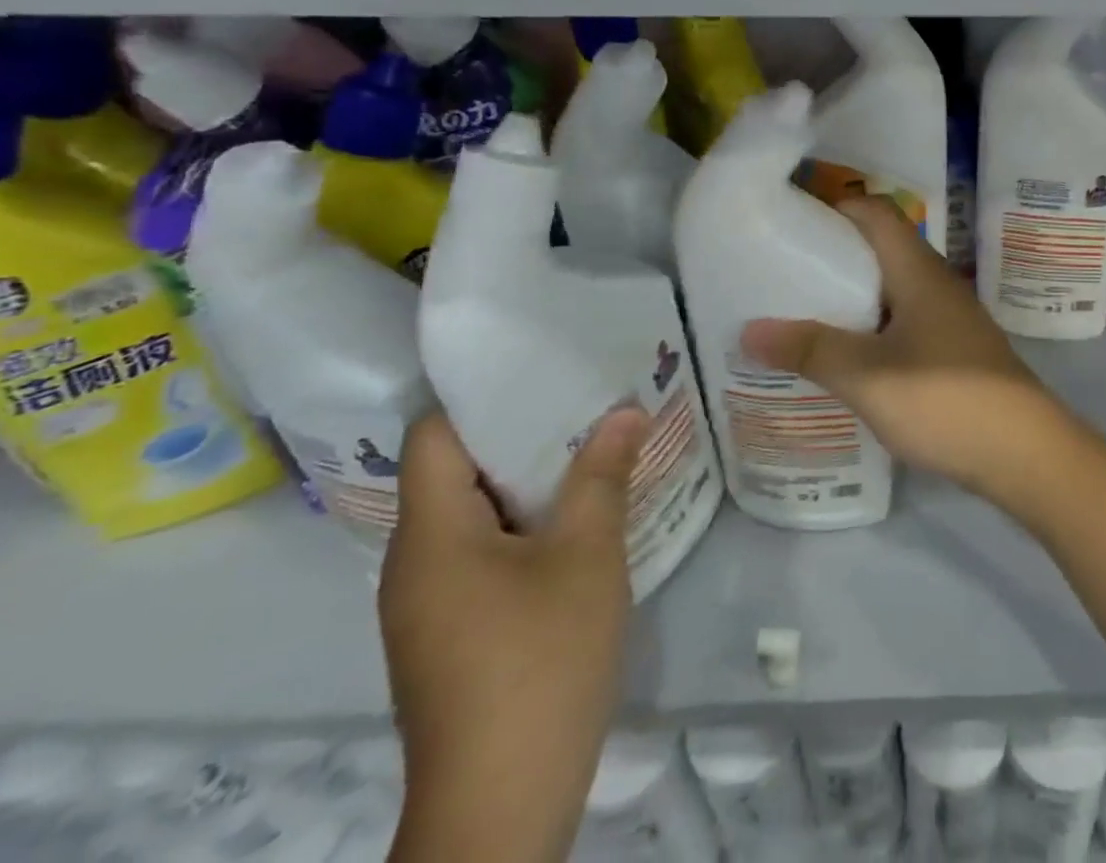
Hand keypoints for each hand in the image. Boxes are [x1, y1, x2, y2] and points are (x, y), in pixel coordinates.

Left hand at [379, 408, 645, 862]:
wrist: (502, 805)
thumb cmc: (540, 662)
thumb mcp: (587, 557)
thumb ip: (602, 476)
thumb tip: (625, 411)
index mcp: (431, 536)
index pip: (435, 436)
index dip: (482, 397)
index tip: (542, 368)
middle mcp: (414, 563)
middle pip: (454, 471)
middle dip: (522, 433)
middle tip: (587, 400)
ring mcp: (429, 603)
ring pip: (473, 514)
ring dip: (530, 481)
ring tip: (594, 448)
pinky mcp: (450, 632)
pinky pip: (482, 552)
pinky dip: (525, 524)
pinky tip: (579, 519)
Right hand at [742, 197, 1071, 498]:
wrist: (1025, 452)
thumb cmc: (946, 400)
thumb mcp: (868, 377)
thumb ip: (811, 350)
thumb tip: (749, 329)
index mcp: (918, 270)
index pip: (876, 212)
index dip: (835, 208)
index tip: (790, 223)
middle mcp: (936, 282)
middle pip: (881, 248)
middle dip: (833, 256)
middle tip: (782, 275)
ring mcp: (949, 316)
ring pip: (892, 288)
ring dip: (852, 296)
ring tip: (803, 316)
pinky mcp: (955, 349)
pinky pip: (904, 320)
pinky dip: (872, 327)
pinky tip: (847, 357)